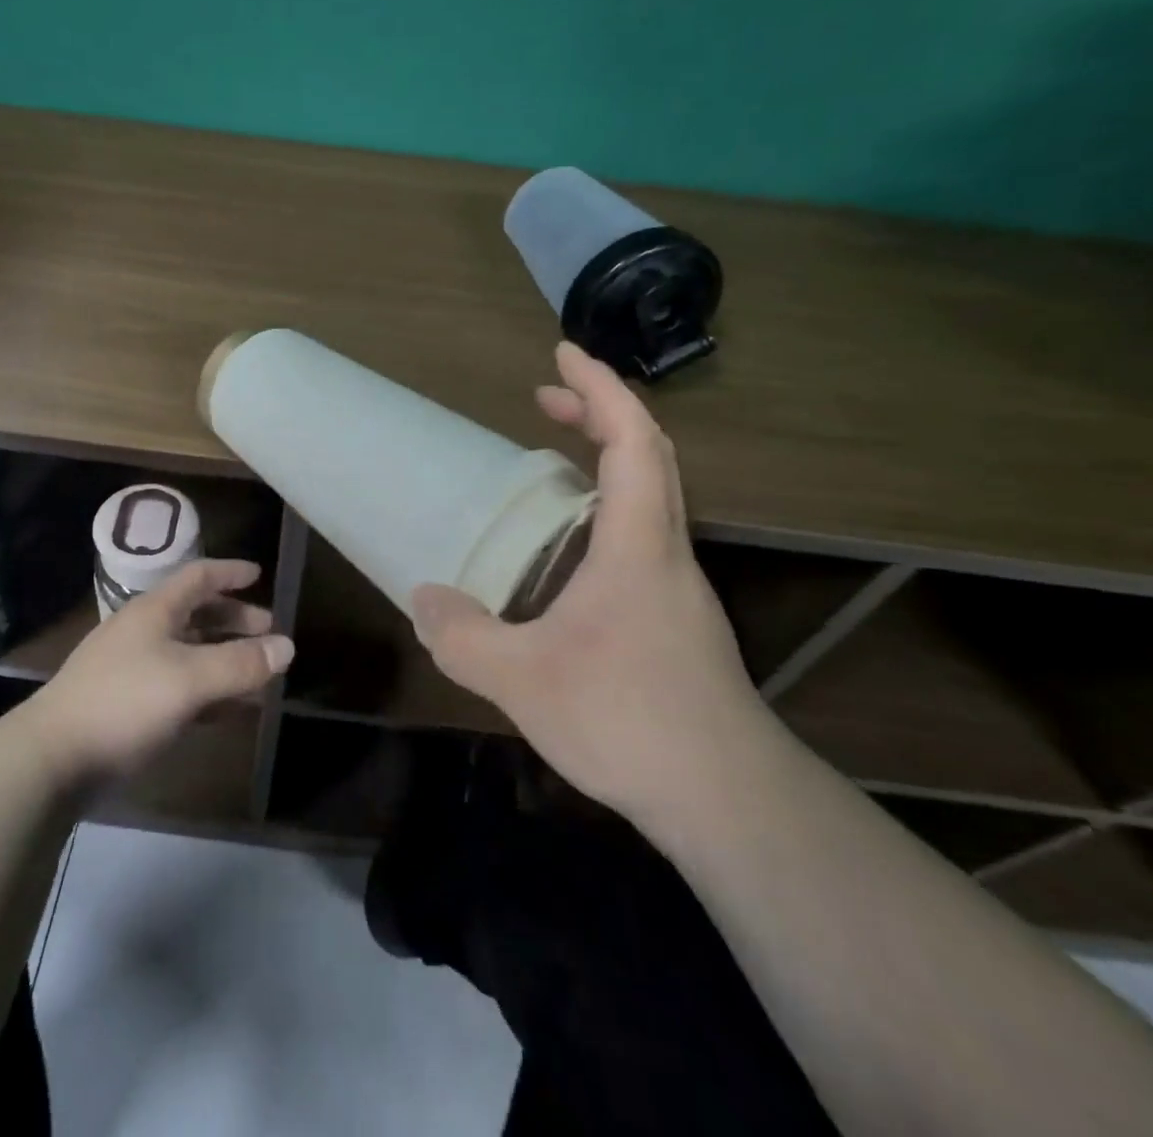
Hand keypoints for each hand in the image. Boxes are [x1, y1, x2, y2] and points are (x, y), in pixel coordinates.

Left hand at [32, 559, 292, 786]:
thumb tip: (288, 646)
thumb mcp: (189, 679)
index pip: (198, 577)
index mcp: (154, 611)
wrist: (52, 758)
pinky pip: (178, 686)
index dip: (230, 572)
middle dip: (234, 621)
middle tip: (268, 632)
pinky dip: (207, 691)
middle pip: (196, 614)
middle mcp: (143, 632)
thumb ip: (240, 663)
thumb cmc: (124, 702)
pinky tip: (227, 710)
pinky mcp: (127, 704)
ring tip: (257, 675)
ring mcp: (132, 668)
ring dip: (224, 659)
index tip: (259, 574)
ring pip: (189, 652)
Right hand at [411, 342, 776, 820]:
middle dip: (600, 412)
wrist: (727, 799)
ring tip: (551, 463)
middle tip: (544, 398)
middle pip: (650, 456)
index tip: (563, 354)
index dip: (600, 388)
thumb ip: (464, 637)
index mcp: (637, 544)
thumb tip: (425, 601)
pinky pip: (641, 538)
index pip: (633, 440)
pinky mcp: (676, 621)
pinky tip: (565, 555)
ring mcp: (677, 588)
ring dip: (608, 460)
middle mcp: (665, 552)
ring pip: (651, 497)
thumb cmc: (628, 720)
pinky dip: (606, 512)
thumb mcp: (521, 679)